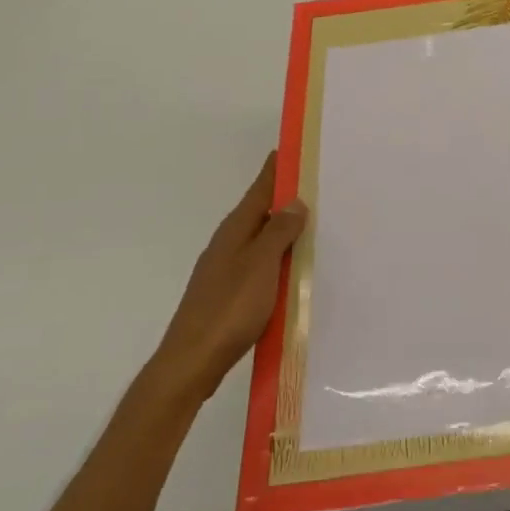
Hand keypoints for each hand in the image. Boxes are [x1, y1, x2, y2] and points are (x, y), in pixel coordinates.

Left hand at [152, 152, 306, 398]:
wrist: (192, 362)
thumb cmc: (229, 309)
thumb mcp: (261, 265)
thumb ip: (279, 232)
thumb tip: (294, 201)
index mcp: (235, 231)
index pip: (259, 190)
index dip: (275, 170)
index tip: (292, 148)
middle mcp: (228, 244)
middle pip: (260, 212)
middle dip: (285, 197)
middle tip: (317, 184)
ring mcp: (226, 270)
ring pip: (261, 239)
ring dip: (284, 229)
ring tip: (314, 222)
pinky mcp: (230, 294)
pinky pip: (261, 263)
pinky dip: (279, 256)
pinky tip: (294, 266)